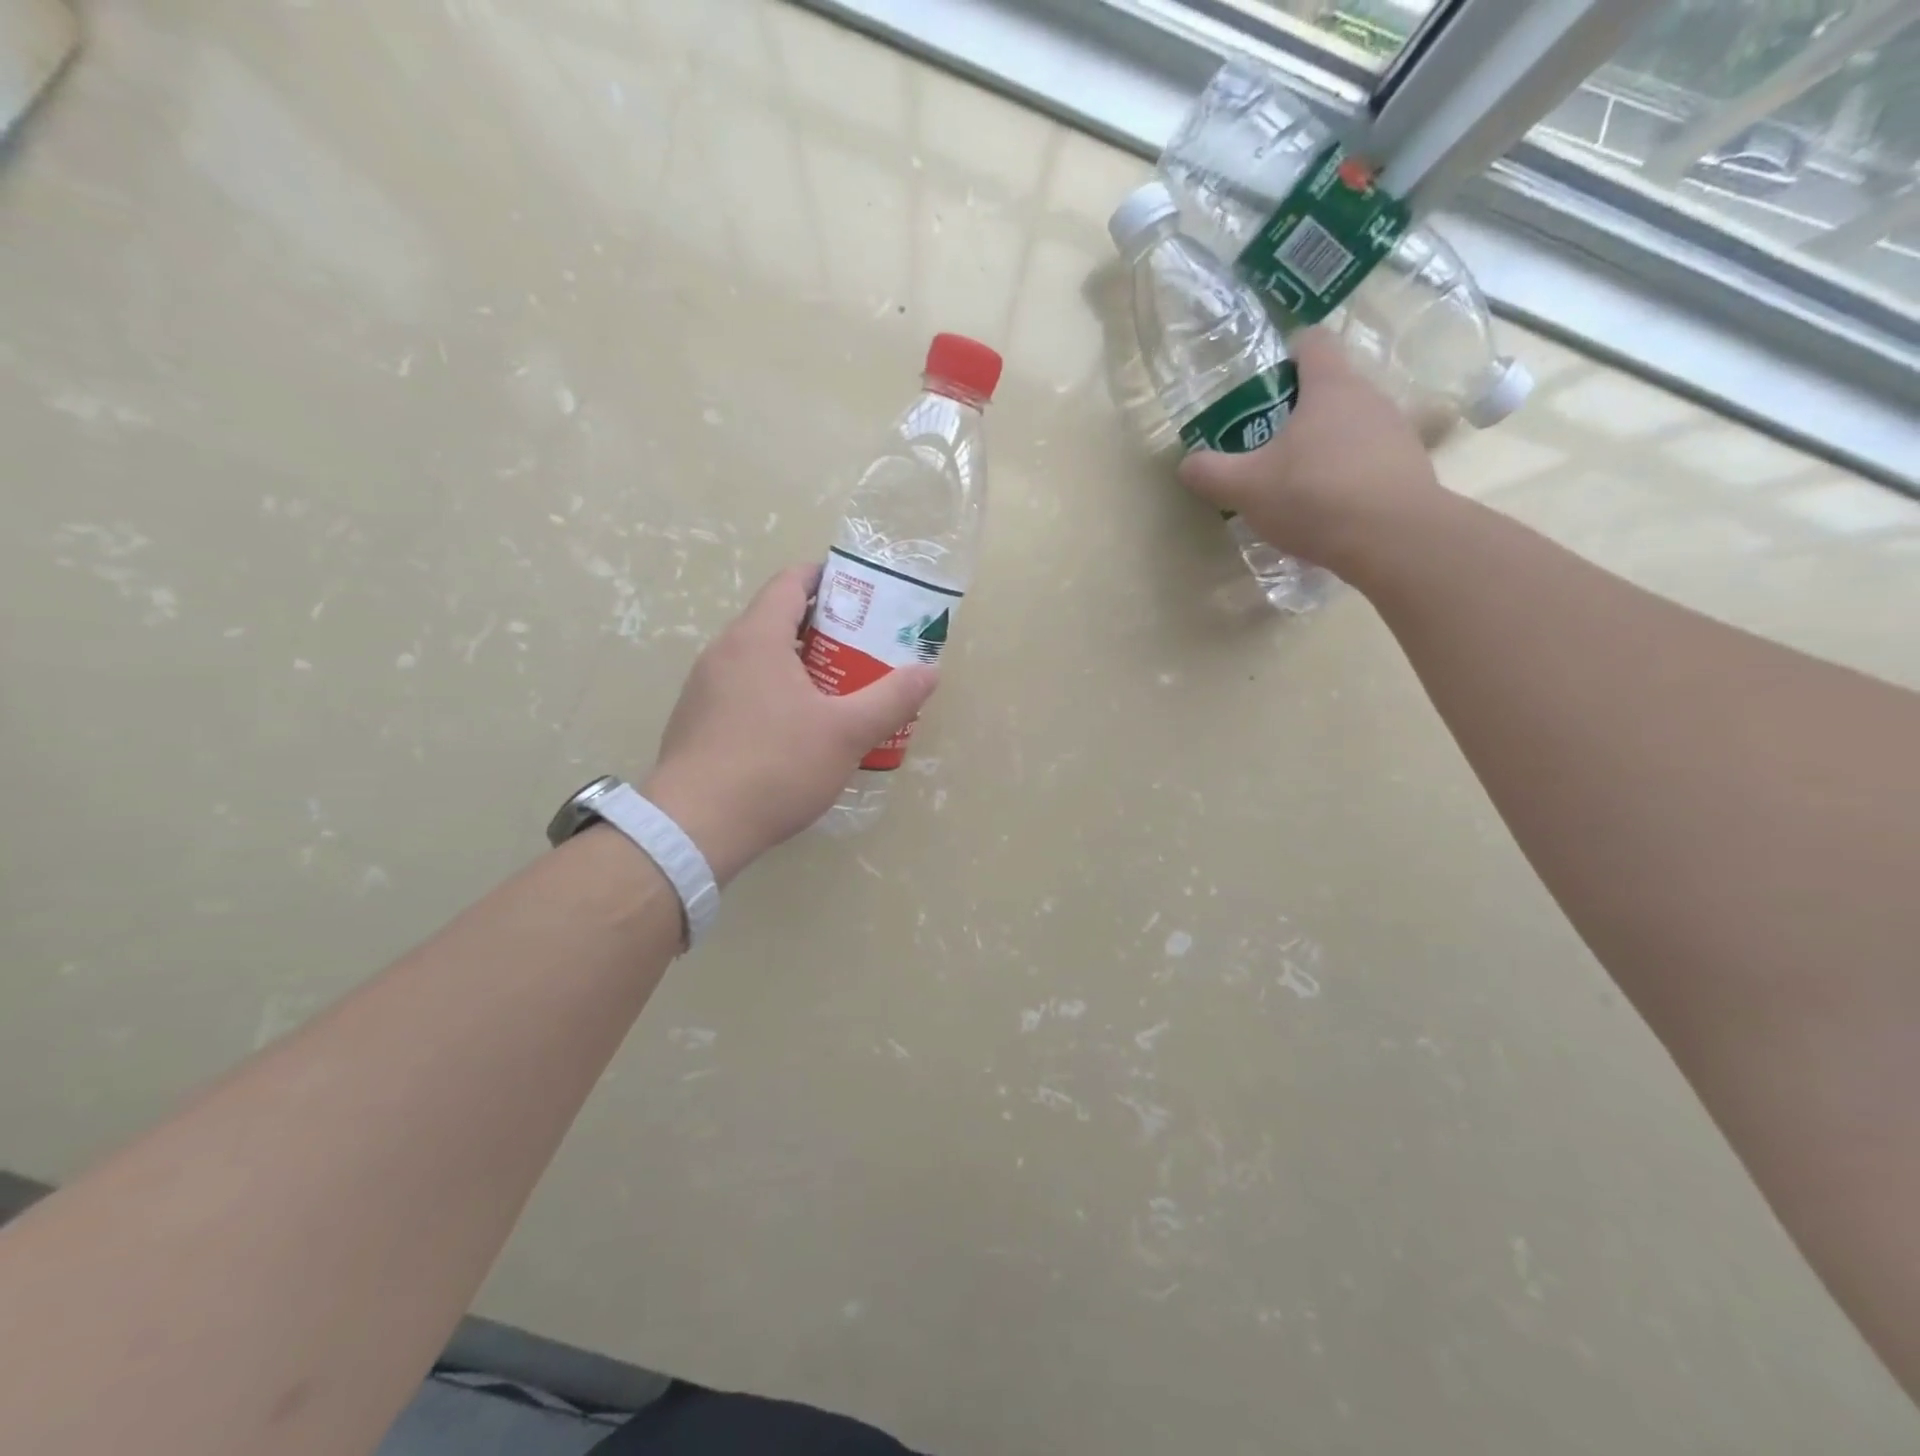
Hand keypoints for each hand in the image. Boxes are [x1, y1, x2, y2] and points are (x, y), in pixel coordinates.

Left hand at [641, 565, 938, 884]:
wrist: (694, 827)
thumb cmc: (775, 766)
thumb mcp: (846, 733)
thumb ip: (891, 699)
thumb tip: (929, 672)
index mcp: (756, 638)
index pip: (790, 582)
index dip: (826, 578)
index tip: (861, 594)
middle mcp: (723, 652)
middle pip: (775, 619)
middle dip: (822, 627)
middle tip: (863, 647)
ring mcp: (703, 688)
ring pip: (758, 658)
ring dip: (797, 662)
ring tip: (837, 688)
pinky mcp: (695, 721)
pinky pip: (741, 688)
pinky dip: (773, 691)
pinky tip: (796, 729)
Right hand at [1178, 327, 1440, 578]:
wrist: (1392, 538)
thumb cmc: (1313, 495)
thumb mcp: (1245, 488)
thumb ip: (1211, 473)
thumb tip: (1187, 464)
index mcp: (1329, 386)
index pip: (1312, 342)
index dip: (1287, 355)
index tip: (1265, 386)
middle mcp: (1368, 397)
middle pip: (1331, 387)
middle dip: (1299, 411)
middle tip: (1267, 446)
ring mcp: (1395, 431)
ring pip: (1352, 425)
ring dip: (1325, 446)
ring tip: (1297, 484)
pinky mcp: (1410, 468)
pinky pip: (1369, 460)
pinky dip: (1347, 475)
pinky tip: (1328, 509)